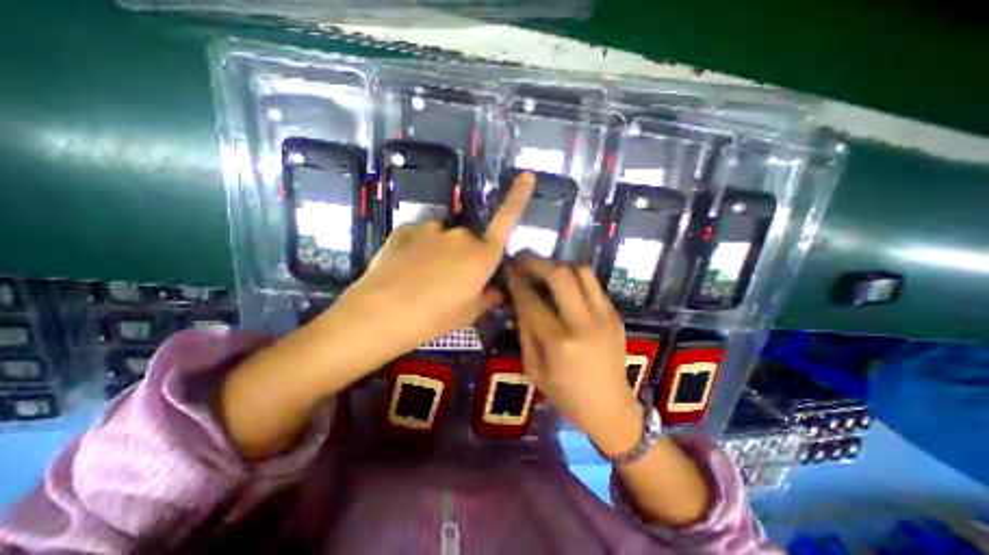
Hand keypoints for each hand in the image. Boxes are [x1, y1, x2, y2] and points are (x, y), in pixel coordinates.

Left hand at [330, 171, 533, 362]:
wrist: (378, 315)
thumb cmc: (432, 319)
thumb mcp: (466, 314)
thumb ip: (486, 298)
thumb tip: (496, 290)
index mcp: (482, 256)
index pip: (506, 220)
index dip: (518, 197)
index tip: (527, 175)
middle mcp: (461, 236)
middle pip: (470, 240)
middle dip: (465, 257)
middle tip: (449, 283)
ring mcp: (431, 229)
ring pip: (444, 238)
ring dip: (440, 252)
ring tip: (422, 278)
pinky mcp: (405, 229)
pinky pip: (421, 236)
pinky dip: (419, 249)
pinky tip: (405, 269)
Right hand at [505, 252, 644, 455]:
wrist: (611, 408)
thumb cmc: (566, 396)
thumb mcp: (534, 370)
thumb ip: (525, 332)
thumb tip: (519, 300)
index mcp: (560, 343)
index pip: (532, 300)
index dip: (517, 281)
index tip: (509, 269)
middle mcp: (584, 324)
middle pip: (560, 275)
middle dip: (537, 262)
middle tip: (523, 260)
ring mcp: (605, 317)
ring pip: (582, 272)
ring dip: (559, 265)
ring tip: (545, 271)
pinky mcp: (615, 316)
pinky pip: (594, 285)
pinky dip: (575, 278)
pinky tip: (564, 286)